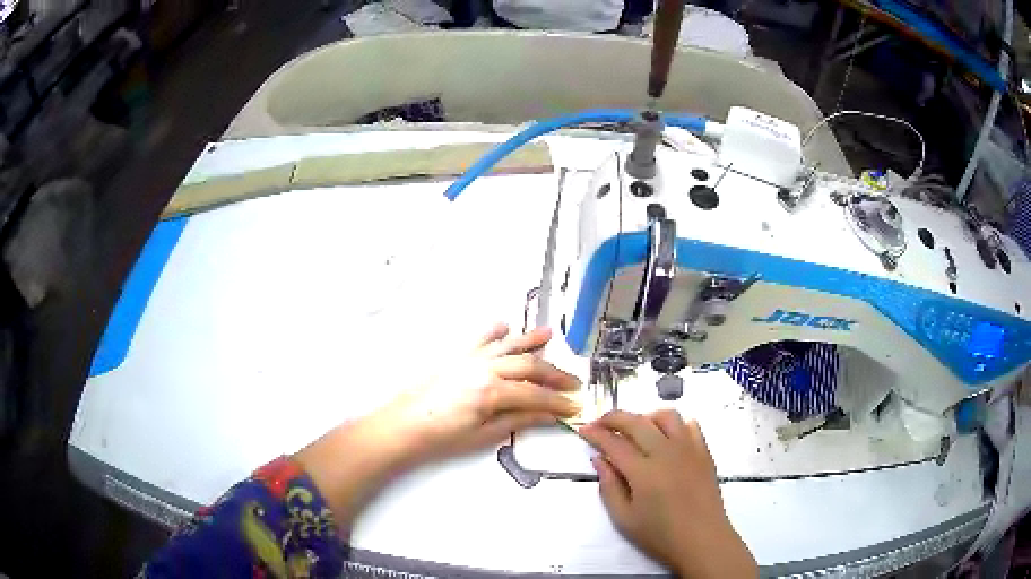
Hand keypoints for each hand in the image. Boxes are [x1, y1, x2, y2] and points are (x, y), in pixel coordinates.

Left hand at [375, 323, 580, 462]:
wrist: (404, 425)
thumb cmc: (443, 437)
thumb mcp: (484, 435)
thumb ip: (518, 420)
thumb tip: (548, 415)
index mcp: (492, 391)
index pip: (535, 394)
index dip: (558, 401)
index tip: (575, 405)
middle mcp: (485, 368)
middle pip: (528, 367)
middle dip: (554, 374)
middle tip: (573, 382)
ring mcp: (470, 358)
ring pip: (507, 346)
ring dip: (530, 340)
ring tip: (549, 335)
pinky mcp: (456, 356)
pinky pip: (479, 339)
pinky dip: (493, 331)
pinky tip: (504, 326)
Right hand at [579, 410, 756, 577]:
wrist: (702, 540)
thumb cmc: (660, 535)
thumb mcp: (624, 519)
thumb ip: (609, 487)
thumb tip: (599, 460)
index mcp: (643, 471)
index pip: (614, 442)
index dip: (595, 434)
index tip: (584, 430)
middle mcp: (666, 452)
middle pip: (637, 421)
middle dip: (614, 418)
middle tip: (601, 424)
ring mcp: (688, 449)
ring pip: (666, 416)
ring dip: (646, 417)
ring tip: (636, 430)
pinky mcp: (704, 452)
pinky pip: (690, 425)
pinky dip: (675, 425)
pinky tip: (666, 438)